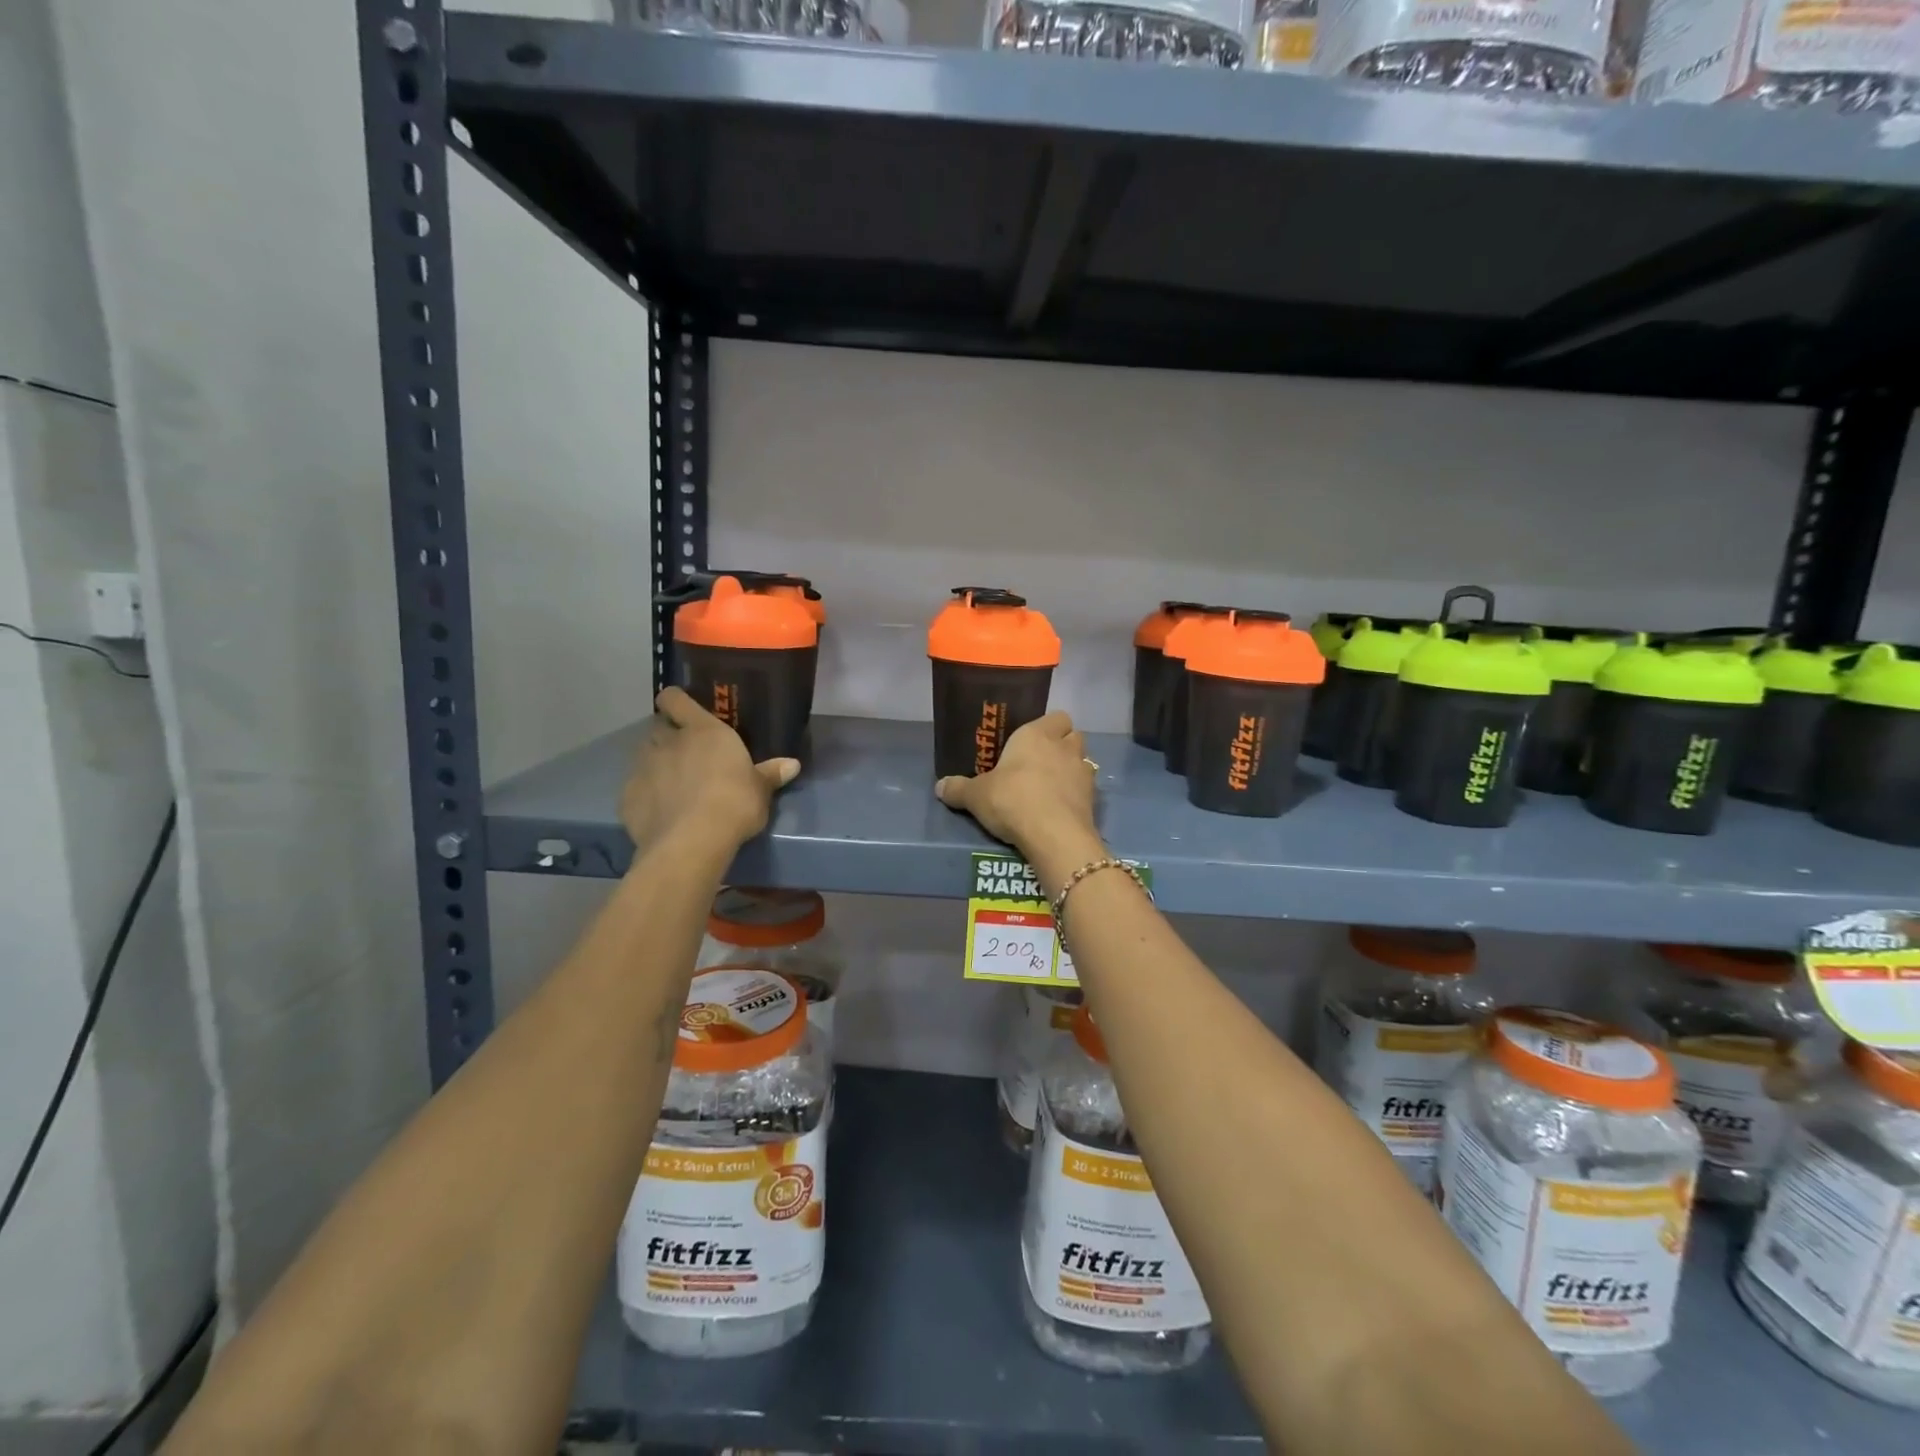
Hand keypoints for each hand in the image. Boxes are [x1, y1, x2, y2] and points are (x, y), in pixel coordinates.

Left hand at [620, 687, 798, 853]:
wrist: (692, 842)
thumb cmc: (734, 803)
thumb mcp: (760, 790)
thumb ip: (771, 774)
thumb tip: (793, 764)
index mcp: (702, 730)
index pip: (675, 699)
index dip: (675, 701)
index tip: (682, 710)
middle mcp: (668, 742)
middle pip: (658, 726)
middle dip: (667, 735)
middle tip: (684, 752)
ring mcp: (643, 768)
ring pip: (643, 755)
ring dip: (655, 762)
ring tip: (672, 783)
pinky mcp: (628, 797)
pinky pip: (635, 788)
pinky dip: (645, 794)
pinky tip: (660, 811)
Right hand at [936, 712, 1097, 861]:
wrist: (1053, 835)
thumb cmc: (1012, 800)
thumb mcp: (976, 796)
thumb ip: (957, 789)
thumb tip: (939, 787)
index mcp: (1037, 735)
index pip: (1055, 716)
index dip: (1047, 726)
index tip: (1030, 741)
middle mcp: (1064, 747)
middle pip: (1073, 735)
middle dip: (1062, 744)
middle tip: (1040, 761)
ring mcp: (1083, 772)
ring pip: (1083, 760)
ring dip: (1071, 768)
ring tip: (1052, 785)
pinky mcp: (1092, 799)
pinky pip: (1086, 788)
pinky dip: (1076, 794)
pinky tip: (1060, 807)